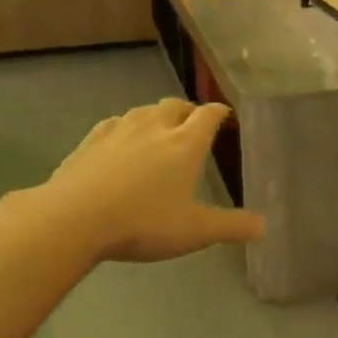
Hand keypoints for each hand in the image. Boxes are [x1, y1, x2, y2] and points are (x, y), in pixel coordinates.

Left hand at [45, 99, 263, 262]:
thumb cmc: (143, 223)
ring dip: (157, 116)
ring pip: (144, 111)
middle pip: (176, 105)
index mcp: (185, 143)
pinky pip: (115, 124)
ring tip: (159, 132)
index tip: (225, 116)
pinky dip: (126, 128)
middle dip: (188, 111)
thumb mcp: (194, 231)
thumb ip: (231, 226)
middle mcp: (155, 127)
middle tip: (193, 125)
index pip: (209, 115)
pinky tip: (121, 142)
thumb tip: (264, 226)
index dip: (220, 112)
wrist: (74, 218)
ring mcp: (120, 130)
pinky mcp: (91, 140)